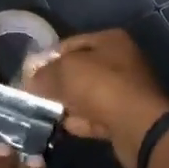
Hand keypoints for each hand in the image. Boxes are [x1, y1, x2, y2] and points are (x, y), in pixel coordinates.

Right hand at [24, 29, 168, 167]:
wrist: (140, 128)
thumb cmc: (102, 86)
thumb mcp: (66, 71)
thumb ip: (45, 74)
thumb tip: (30, 81)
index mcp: (110, 40)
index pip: (70, 44)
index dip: (47, 58)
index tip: (29, 74)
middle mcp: (120, 61)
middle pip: (79, 70)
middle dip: (57, 83)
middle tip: (35, 95)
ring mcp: (124, 90)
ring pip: (86, 94)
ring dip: (68, 104)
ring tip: (44, 113)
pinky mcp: (125, 117)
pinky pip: (95, 115)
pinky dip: (80, 121)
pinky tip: (63, 127)